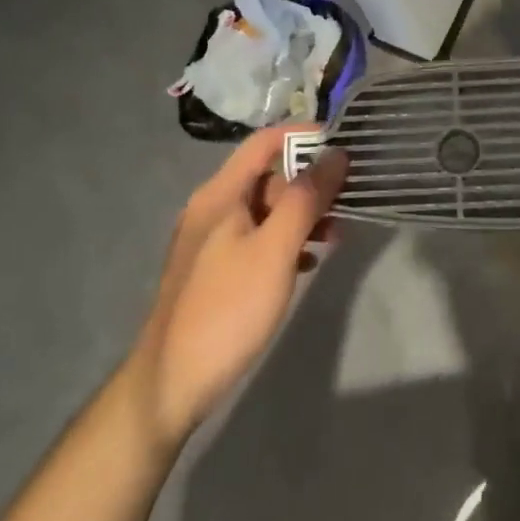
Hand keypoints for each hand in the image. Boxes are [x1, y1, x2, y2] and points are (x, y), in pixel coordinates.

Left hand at [122, 127, 348, 448]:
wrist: (170, 386)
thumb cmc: (227, 309)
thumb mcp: (274, 250)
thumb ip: (306, 198)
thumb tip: (336, 154)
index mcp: (220, 195)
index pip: (265, 142)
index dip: (304, 135)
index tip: (345, 143)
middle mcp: (212, 209)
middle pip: (267, 176)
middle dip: (310, 182)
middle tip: (349, 198)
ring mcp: (211, 242)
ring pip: (266, 211)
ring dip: (302, 215)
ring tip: (337, 235)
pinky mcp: (215, 272)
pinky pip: (258, 240)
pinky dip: (286, 241)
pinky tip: (309, 263)